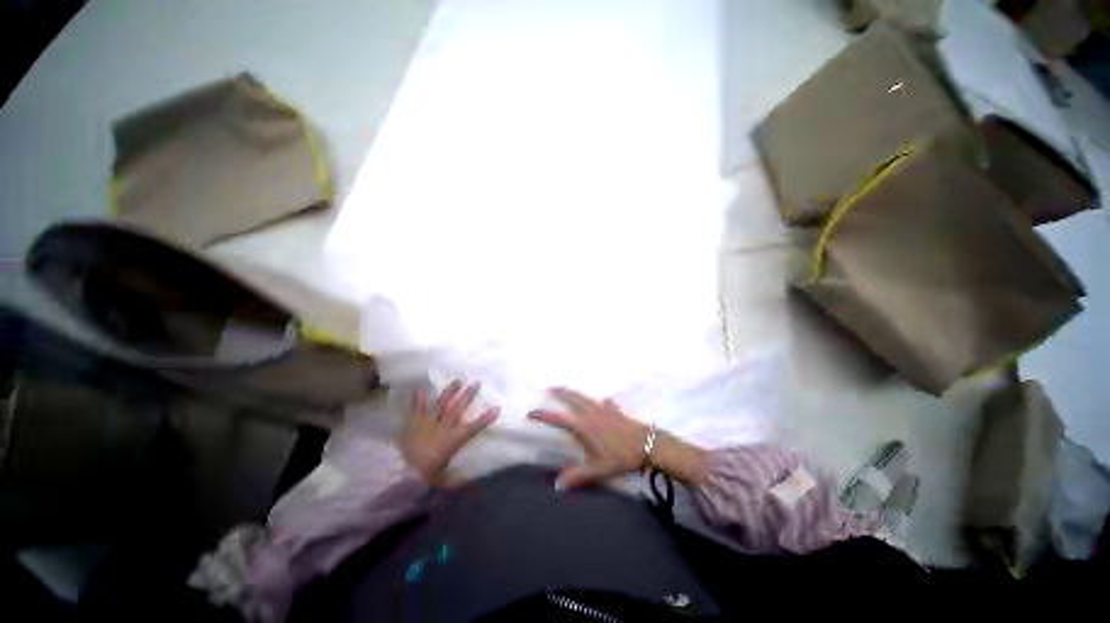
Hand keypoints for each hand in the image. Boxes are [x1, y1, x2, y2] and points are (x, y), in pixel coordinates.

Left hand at [399, 380, 499, 485]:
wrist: (396, 473)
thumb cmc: (423, 477)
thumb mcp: (443, 482)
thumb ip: (461, 484)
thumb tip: (479, 493)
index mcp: (452, 441)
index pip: (473, 428)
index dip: (486, 418)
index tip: (497, 408)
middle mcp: (443, 427)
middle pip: (458, 408)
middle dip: (469, 395)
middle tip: (477, 382)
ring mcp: (428, 422)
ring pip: (441, 403)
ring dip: (450, 391)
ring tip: (458, 380)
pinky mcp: (414, 422)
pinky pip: (418, 407)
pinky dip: (420, 397)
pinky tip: (422, 387)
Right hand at [527, 387, 650, 488]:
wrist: (647, 444)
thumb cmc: (621, 457)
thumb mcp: (598, 470)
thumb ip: (577, 477)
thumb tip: (557, 486)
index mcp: (583, 426)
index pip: (558, 418)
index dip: (543, 415)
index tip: (531, 412)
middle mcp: (591, 413)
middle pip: (572, 398)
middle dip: (560, 392)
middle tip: (549, 387)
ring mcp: (604, 409)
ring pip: (585, 397)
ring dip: (574, 392)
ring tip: (567, 389)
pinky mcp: (615, 410)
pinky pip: (604, 402)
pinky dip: (599, 401)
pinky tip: (603, 402)